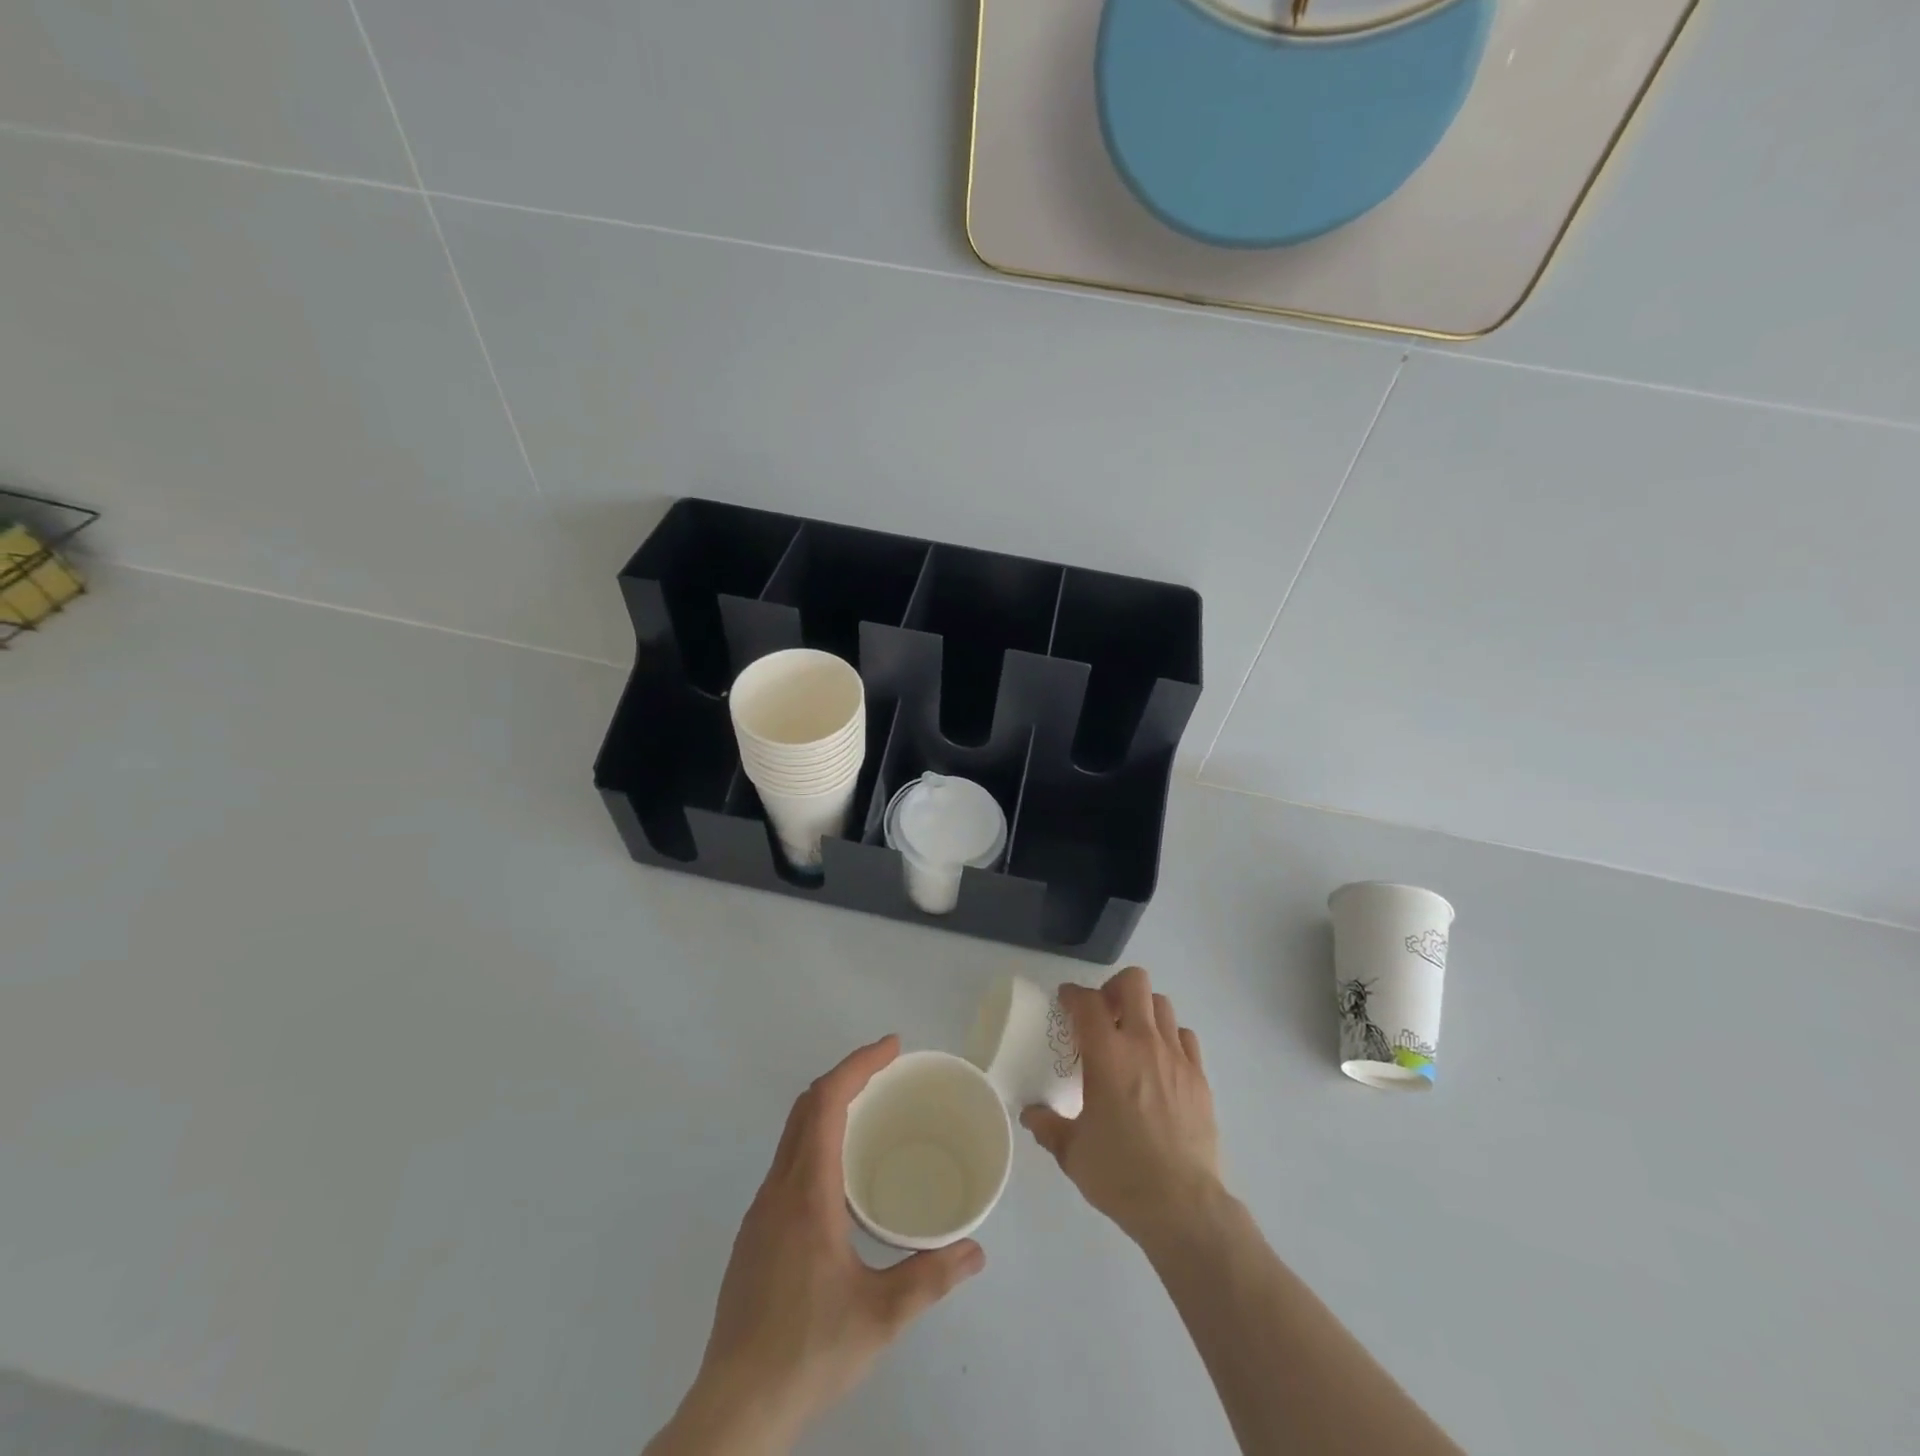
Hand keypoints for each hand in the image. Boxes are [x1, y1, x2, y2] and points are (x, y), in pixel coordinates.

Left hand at [649, 1036, 984, 1454]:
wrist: (734, 1409)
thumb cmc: (808, 1351)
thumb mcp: (881, 1316)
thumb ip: (931, 1277)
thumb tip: (976, 1250)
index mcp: (807, 1191)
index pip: (827, 1102)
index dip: (859, 1064)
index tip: (892, 1047)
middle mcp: (778, 1188)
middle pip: (806, 1106)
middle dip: (847, 1075)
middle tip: (888, 1070)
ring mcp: (761, 1211)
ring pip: (792, 1133)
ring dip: (828, 1106)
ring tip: (870, 1112)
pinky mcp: (754, 1235)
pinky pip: (787, 1161)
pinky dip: (816, 1139)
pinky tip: (840, 1175)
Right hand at [1022, 967, 1221, 1244]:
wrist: (1182, 1205)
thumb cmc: (1120, 1174)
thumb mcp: (1072, 1152)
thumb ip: (1048, 1126)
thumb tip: (1030, 1114)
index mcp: (1107, 1055)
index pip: (1087, 1002)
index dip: (1073, 994)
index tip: (1065, 1001)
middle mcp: (1143, 1043)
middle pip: (1133, 983)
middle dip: (1114, 988)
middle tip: (1103, 1013)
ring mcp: (1176, 1057)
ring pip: (1162, 1004)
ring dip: (1143, 1010)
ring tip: (1132, 1035)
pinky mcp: (1200, 1077)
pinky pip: (1185, 1037)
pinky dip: (1170, 1037)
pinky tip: (1161, 1062)